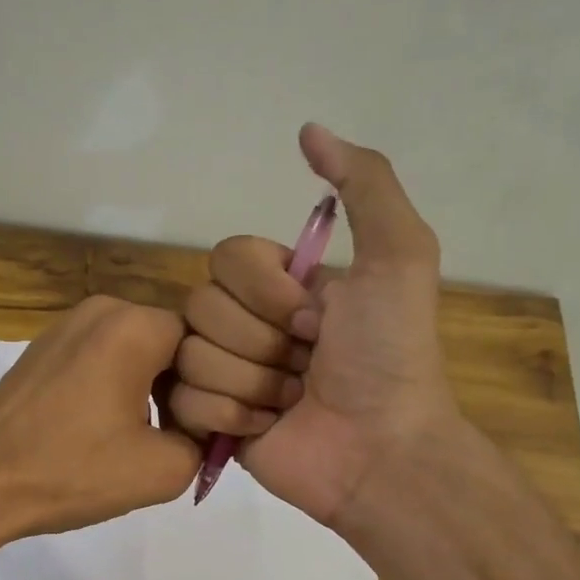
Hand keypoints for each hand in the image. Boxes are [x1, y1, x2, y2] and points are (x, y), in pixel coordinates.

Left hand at [0, 295, 200, 538]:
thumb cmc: (73, 471)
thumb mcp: (164, 469)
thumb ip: (205, 440)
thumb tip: (203, 427)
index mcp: (133, 326)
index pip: (204, 342)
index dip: (213, 386)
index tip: (201, 427)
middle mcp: (101, 309)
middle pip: (169, 341)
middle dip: (180, 386)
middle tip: (176, 436)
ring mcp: (65, 326)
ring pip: (135, 350)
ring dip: (148, 388)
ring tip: (138, 438)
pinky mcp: (43, 349)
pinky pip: (100, 357)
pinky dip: (114, 386)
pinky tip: (102, 429)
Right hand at [169, 124, 458, 526]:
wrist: (380, 450)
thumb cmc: (389, 356)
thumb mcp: (398, 256)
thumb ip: (364, 184)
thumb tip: (308, 129)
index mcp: (282, 286)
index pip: (224, 258)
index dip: (263, 289)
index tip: (314, 317)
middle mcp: (248, 325)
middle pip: (199, 306)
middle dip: (260, 341)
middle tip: (307, 365)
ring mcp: (225, 375)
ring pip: (188, 354)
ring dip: (250, 381)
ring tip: (291, 401)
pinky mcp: (209, 422)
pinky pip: (181, 401)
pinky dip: (229, 415)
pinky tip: (267, 427)